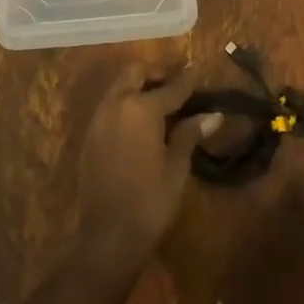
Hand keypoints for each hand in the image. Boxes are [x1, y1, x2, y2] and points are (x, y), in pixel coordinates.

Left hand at [76, 59, 220, 270]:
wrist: (107, 237)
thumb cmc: (150, 201)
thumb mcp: (176, 167)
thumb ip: (190, 134)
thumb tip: (213, 115)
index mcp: (140, 108)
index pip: (170, 87)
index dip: (187, 78)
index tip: (197, 67)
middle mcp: (116, 105)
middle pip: (135, 73)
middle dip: (156, 73)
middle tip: (176, 82)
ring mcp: (98, 119)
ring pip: (119, 87)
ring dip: (139, 86)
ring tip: (161, 101)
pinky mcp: (90, 136)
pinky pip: (110, 106)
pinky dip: (126, 104)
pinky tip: (141, 122)